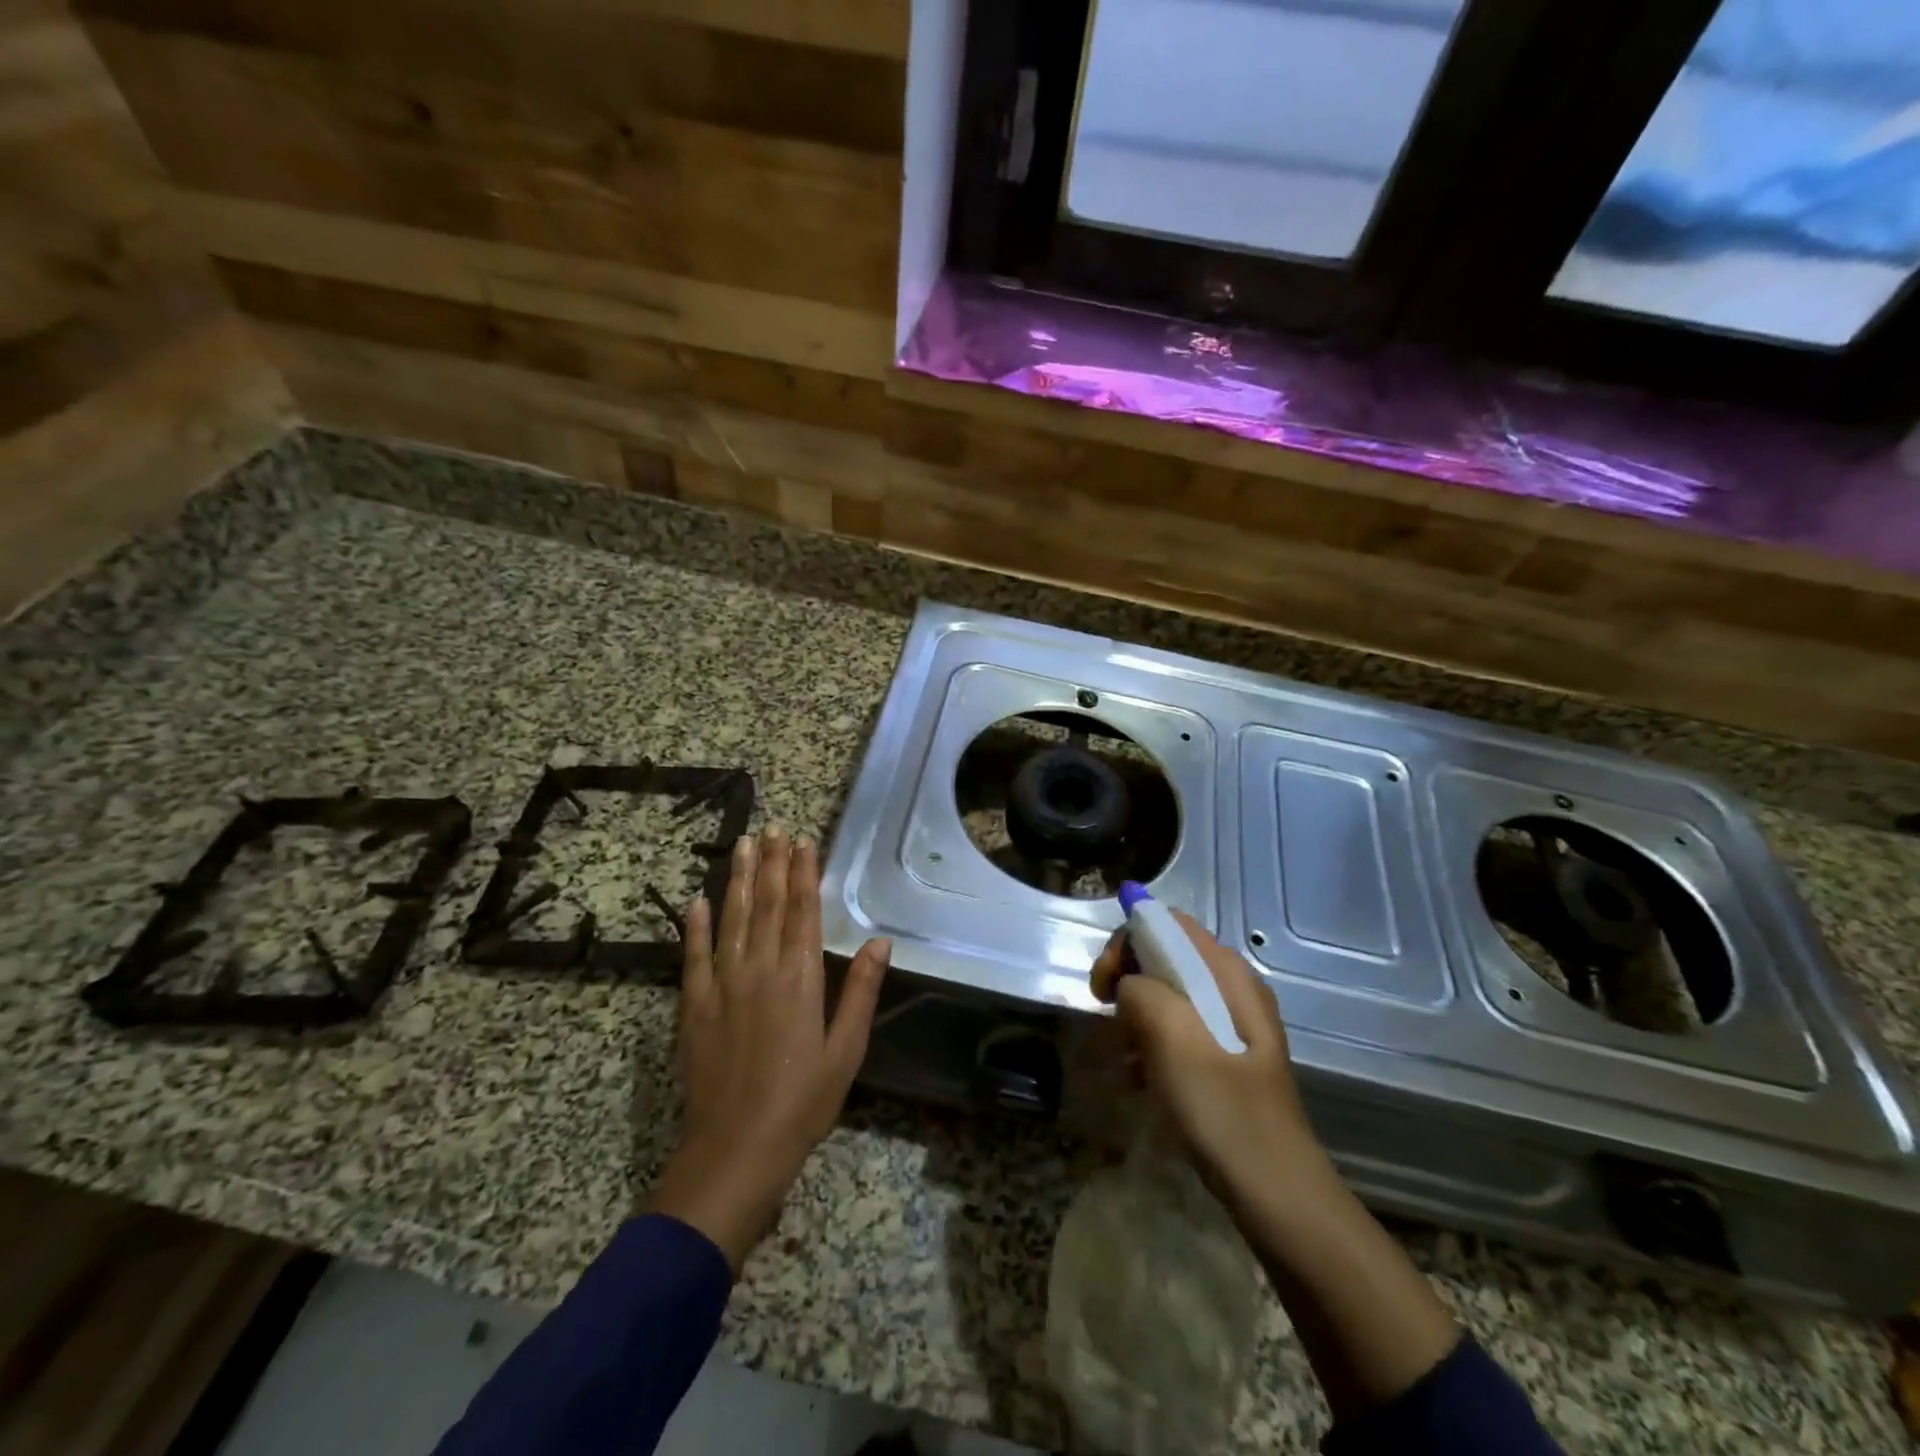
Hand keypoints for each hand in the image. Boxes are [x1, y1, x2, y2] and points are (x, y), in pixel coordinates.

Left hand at [650, 825, 890, 1272]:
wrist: (735, 1150)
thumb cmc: (802, 1102)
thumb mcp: (846, 1051)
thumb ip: (859, 993)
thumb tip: (879, 943)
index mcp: (799, 979)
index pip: (802, 912)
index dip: (803, 873)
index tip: (803, 840)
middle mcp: (759, 970)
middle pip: (767, 905)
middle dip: (772, 864)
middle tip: (773, 828)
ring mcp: (722, 986)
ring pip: (732, 919)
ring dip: (738, 880)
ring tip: (743, 845)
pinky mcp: (694, 1006)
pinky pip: (694, 956)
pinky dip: (695, 926)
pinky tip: (696, 900)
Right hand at [1090, 911, 1329, 1204]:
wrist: (1275, 1191)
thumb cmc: (1223, 1109)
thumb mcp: (1173, 1039)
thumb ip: (1142, 991)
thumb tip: (1129, 985)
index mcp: (1227, 973)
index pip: (1168, 923)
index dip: (1128, 941)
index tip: (1104, 985)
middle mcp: (1232, 988)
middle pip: (1165, 955)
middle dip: (1127, 978)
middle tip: (1106, 1016)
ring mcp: (1232, 1024)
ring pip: (1167, 993)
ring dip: (1135, 1015)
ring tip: (1123, 1054)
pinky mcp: (1225, 1057)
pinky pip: (1177, 1029)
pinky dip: (1151, 1042)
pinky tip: (1140, 1078)